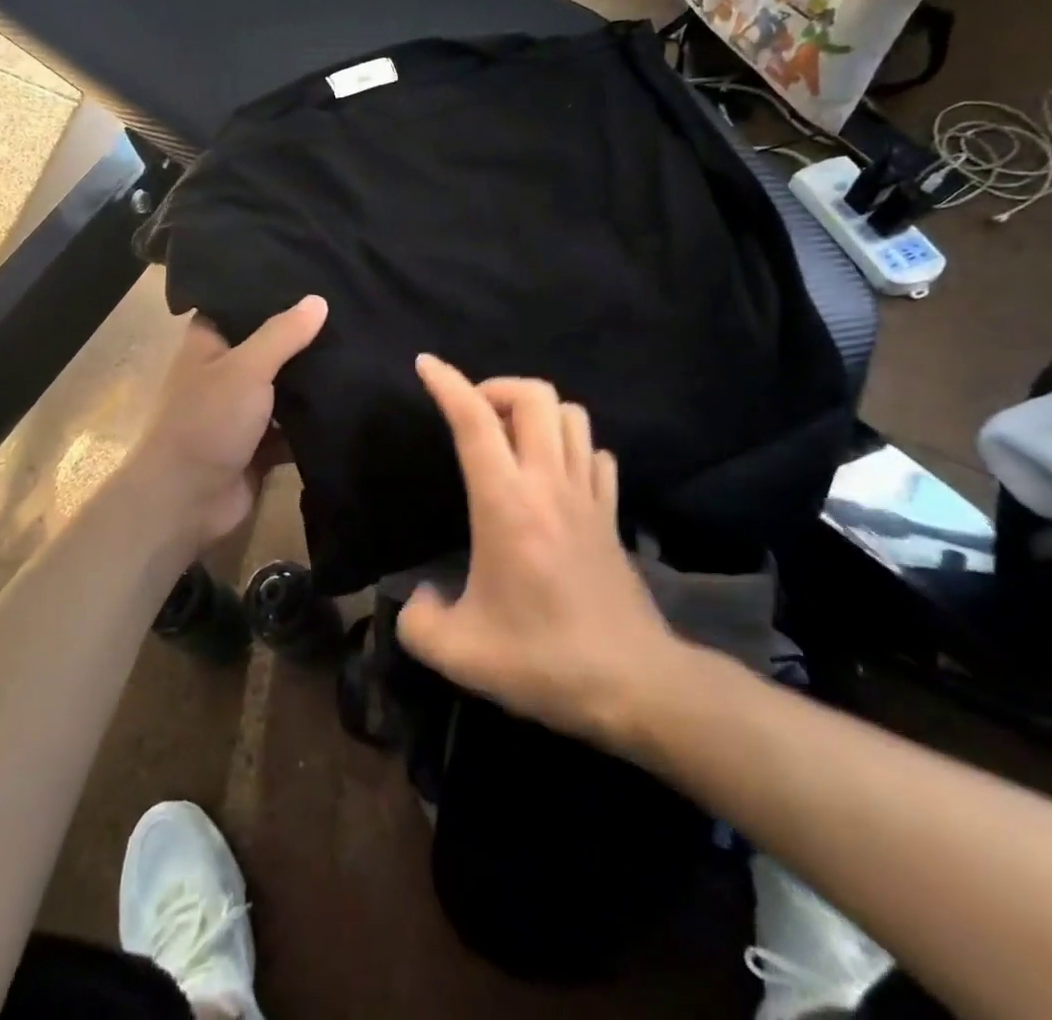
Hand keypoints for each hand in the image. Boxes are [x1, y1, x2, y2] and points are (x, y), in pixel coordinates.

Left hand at [122, 295, 327, 548]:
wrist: (186, 501)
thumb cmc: (207, 421)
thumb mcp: (246, 368)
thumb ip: (283, 335)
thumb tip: (319, 300)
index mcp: (208, 344)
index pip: (239, 306)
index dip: (270, 294)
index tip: (313, 278)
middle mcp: (224, 373)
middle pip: (268, 348)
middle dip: (302, 339)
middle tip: (350, 314)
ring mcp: (242, 412)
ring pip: (284, 389)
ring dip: (312, 382)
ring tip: (359, 352)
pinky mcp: (260, 446)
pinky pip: (293, 428)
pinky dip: (314, 422)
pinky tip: (352, 402)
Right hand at [397, 355, 687, 745]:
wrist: (634, 686)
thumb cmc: (543, 661)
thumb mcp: (459, 654)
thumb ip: (417, 621)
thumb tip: (416, 598)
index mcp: (507, 504)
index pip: (475, 421)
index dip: (447, 383)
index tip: (425, 364)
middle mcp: (549, 484)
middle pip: (536, 396)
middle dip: (497, 387)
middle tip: (473, 414)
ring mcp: (588, 496)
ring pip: (571, 415)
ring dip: (537, 411)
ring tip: (510, 438)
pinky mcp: (612, 515)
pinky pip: (596, 454)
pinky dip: (572, 446)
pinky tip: (555, 473)